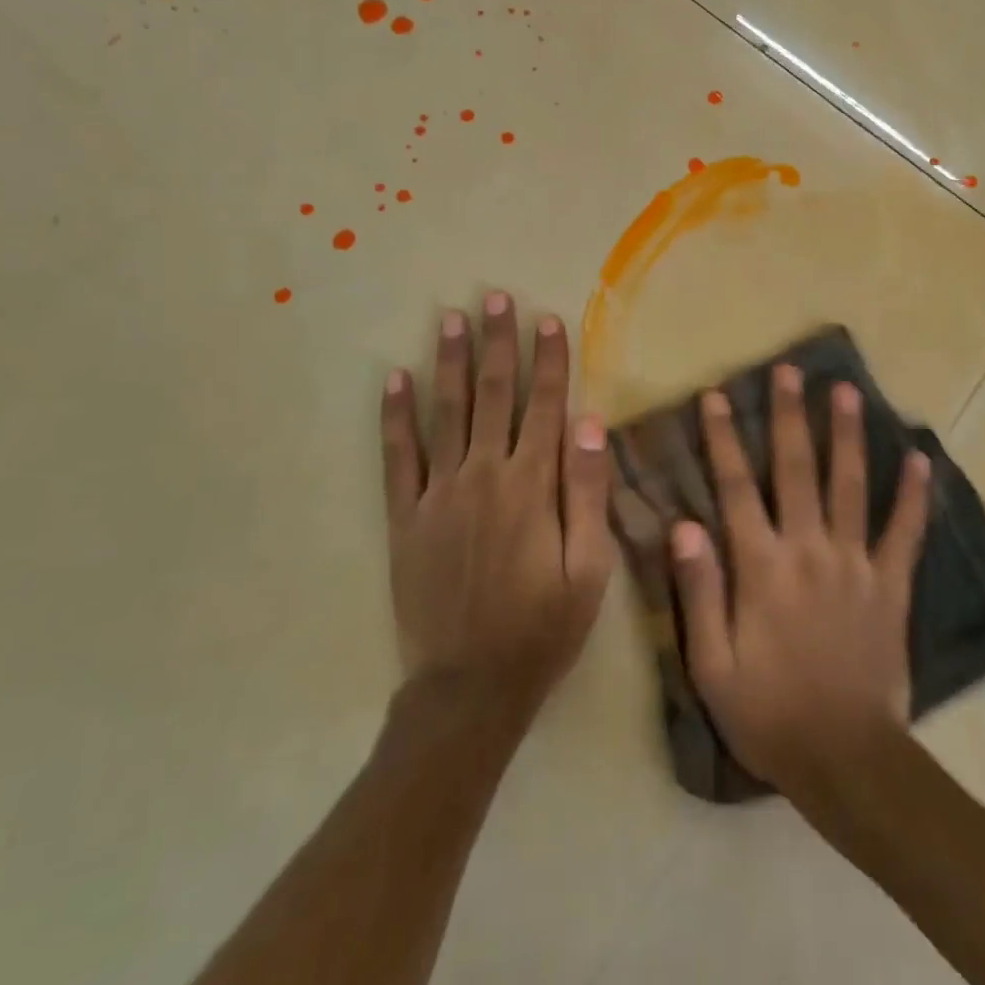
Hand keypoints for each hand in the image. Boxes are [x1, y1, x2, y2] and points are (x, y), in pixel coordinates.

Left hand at [380, 294, 613, 720]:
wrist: (470, 687)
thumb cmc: (543, 629)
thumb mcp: (589, 570)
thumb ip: (588, 494)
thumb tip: (590, 425)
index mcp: (532, 487)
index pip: (546, 407)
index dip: (550, 361)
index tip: (548, 319)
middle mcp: (485, 476)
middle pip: (494, 395)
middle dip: (499, 343)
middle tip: (496, 296)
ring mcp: (439, 494)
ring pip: (446, 412)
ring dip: (450, 361)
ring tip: (450, 317)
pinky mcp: (406, 517)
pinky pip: (398, 457)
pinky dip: (396, 416)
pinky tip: (395, 379)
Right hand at [670, 364, 931, 796]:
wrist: (846, 760)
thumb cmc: (768, 713)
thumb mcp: (712, 664)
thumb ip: (700, 590)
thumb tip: (684, 524)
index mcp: (761, 567)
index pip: (736, 488)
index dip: (724, 438)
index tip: (717, 395)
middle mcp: (809, 550)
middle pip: (796, 470)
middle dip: (789, 416)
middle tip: (790, 370)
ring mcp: (856, 563)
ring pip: (850, 485)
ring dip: (846, 435)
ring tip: (846, 390)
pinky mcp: (891, 584)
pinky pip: (905, 532)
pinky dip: (914, 494)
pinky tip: (920, 458)